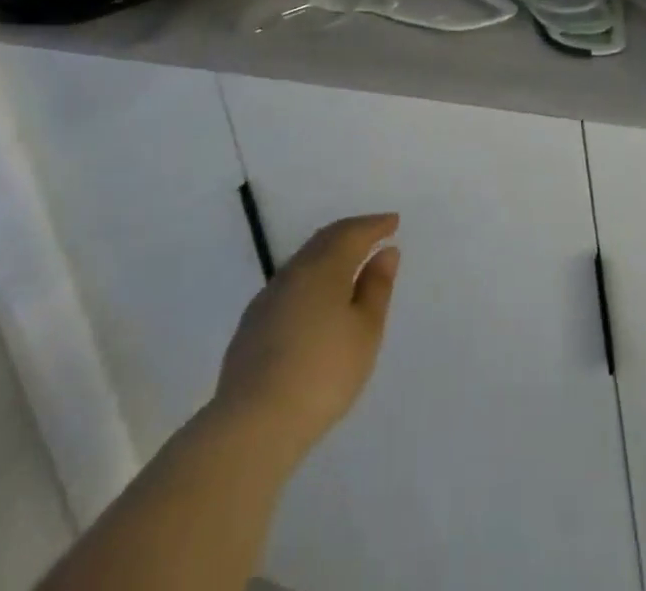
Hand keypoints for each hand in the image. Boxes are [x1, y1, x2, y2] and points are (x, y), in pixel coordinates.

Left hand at [210, 213, 399, 466]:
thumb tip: (386, 253)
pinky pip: (288, 285)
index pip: (352, 232)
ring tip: (347, 264)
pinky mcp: (251, 325)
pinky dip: (310, 279)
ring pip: (303, 261)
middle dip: (350, 233)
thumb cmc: (322, 374)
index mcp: (324, 267)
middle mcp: (293, 272)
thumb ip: (376, 288)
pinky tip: (314, 299)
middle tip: (372, 234)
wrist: (253, 424)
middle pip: (324, 240)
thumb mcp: (365, 332)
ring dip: (328, 255)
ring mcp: (267, 298)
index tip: (394, 222)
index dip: (375, 225)